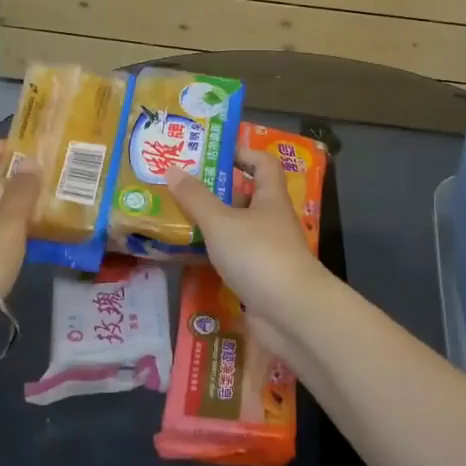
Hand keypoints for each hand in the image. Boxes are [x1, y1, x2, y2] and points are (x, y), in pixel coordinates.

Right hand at [167, 148, 334, 331]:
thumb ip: (196, 198)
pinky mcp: (261, 279)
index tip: (214, 152)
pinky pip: (234, 258)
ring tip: (177, 217)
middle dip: (217, 190)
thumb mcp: (221, 223)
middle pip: (247, 196)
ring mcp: (268, 251)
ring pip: (238, 229)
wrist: (292, 313)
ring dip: (213, 224)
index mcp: (270, 197)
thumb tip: (172, 169)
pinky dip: (215, 254)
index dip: (243, 153)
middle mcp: (272, 220)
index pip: (263, 163)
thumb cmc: (259, 255)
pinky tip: (190, 255)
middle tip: (182, 185)